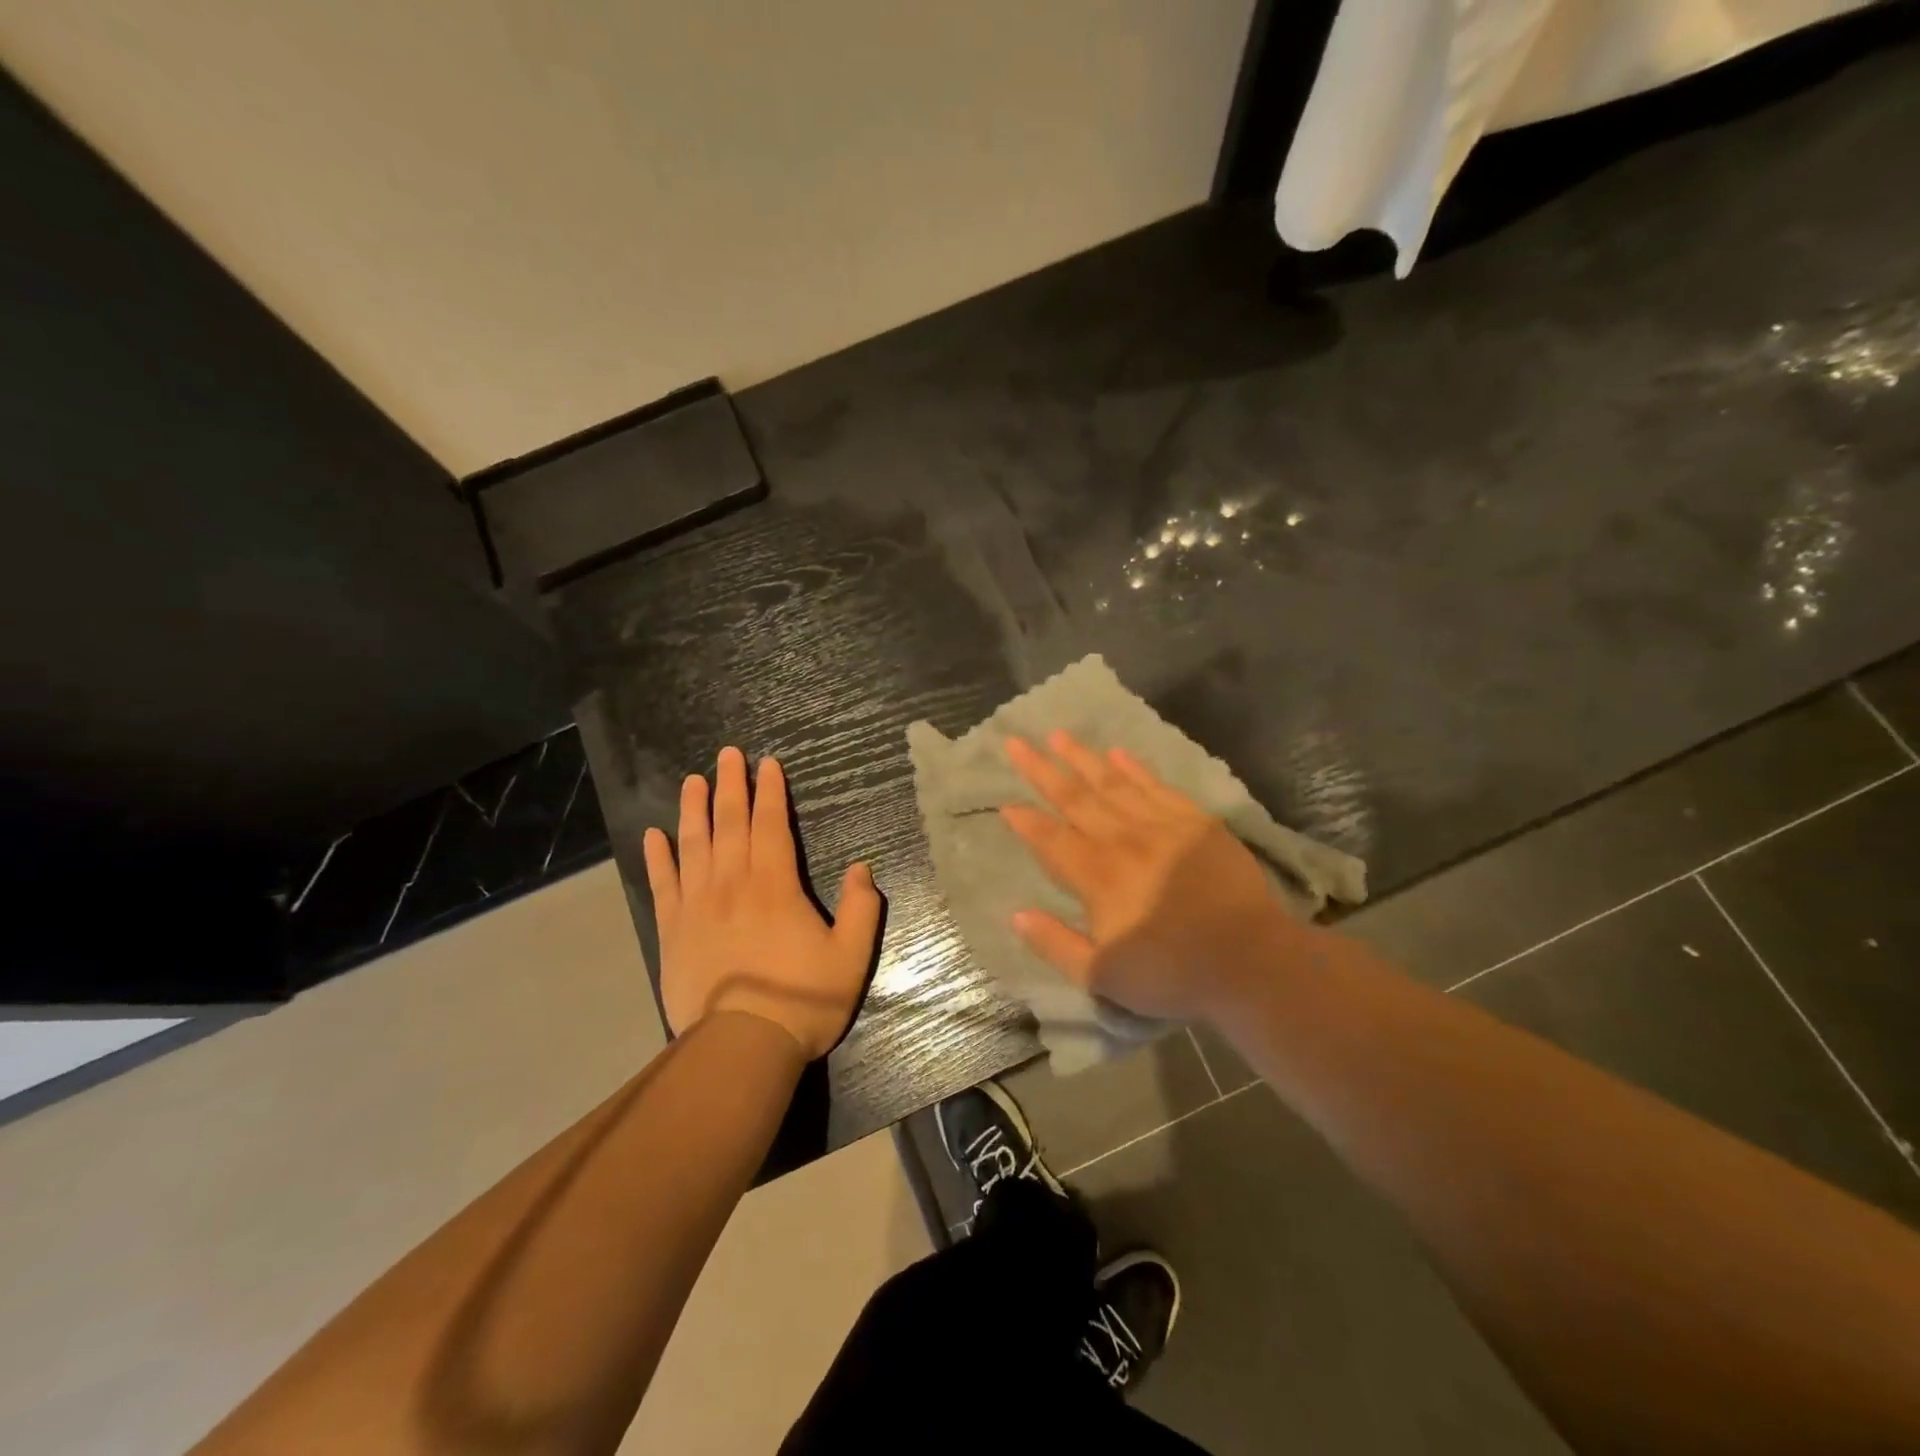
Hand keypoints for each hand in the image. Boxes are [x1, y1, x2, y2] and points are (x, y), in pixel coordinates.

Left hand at [643, 747, 882, 1059]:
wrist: (741, 1046)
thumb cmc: (801, 1001)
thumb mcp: (850, 957)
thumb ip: (861, 908)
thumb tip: (863, 868)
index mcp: (775, 885)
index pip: (771, 825)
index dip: (770, 792)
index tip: (767, 764)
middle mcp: (732, 884)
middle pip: (730, 824)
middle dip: (730, 786)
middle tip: (727, 754)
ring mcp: (697, 906)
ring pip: (693, 845)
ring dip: (693, 809)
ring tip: (692, 780)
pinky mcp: (672, 931)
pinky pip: (663, 884)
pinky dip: (658, 858)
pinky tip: (654, 836)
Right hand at [1000, 731, 1301, 1022]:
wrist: (1251, 961)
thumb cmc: (1173, 974)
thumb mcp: (1104, 977)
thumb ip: (1056, 944)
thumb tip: (1017, 915)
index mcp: (1098, 876)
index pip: (1051, 839)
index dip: (1026, 821)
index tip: (1006, 804)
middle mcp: (1124, 840)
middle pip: (1074, 798)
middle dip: (1042, 770)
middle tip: (1017, 743)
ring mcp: (1162, 825)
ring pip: (1112, 783)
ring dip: (1082, 758)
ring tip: (1058, 735)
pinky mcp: (1196, 822)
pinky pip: (1156, 786)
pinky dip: (1135, 768)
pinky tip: (1118, 753)